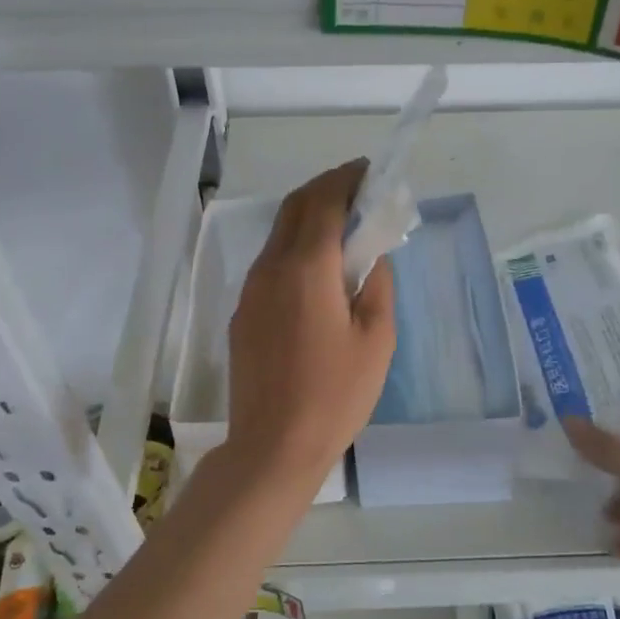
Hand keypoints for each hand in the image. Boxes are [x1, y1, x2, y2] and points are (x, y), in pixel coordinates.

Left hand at [225, 160, 396, 497]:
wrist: (273, 446)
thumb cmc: (335, 394)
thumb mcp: (377, 339)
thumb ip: (377, 284)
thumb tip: (370, 256)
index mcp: (307, 267)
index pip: (324, 201)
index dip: (347, 179)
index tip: (370, 172)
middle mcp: (271, 267)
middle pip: (295, 207)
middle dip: (326, 189)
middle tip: (358, 191)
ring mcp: (251, 290)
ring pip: (279, 233)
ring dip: (309, 217)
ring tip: (343, 227)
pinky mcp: (243, 312)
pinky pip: (271, 263)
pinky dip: (296, 247)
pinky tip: (318, 271)